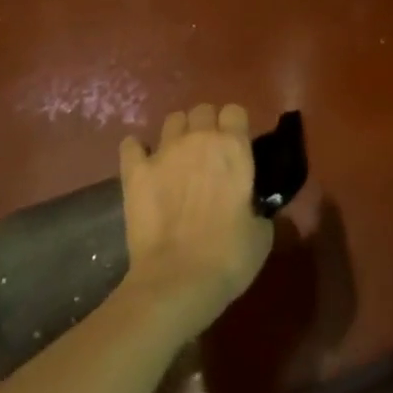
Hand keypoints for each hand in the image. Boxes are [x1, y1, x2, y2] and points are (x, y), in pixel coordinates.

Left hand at [118, 104, 273, 333]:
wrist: (176, 282)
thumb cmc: (228, 257)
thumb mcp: (261, 234)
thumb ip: (258, 208)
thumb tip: (253, 207)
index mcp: (234, 147)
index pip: (235, 111)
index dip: (235, 126)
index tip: (235, 146)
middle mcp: (200, 139)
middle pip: (202, 110)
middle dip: (205, 126)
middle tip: (207, 154)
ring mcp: (164, 152)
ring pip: (172, 120)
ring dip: (177, 134)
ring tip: (177, 157)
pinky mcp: (135, 172)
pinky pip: (131, 145)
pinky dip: (137, 151)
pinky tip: (141, 163)